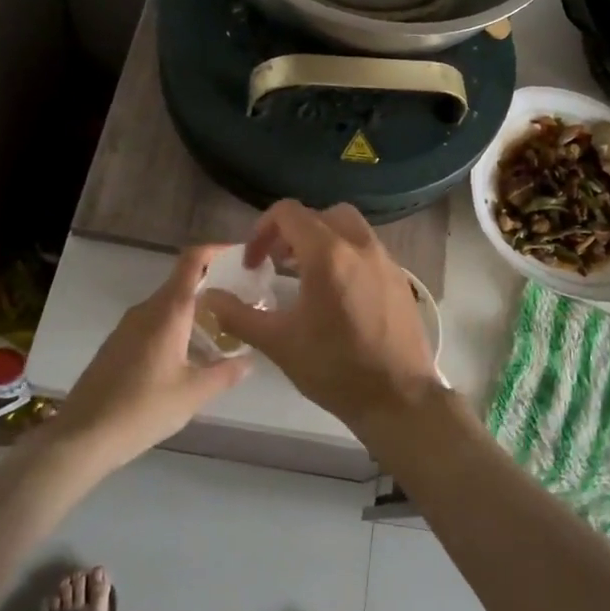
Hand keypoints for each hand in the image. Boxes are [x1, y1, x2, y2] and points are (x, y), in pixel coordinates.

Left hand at [55, 246, 251, 470]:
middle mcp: (146, 309)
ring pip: (167, 306)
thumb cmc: (142, 409)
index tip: (240, 257)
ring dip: (193, 312)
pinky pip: (152, 323)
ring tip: (219, 334)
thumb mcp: (193, 394)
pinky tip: (186, 357)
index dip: (216, 250)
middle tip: (240, 305)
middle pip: (182, 283)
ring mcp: (127, 326)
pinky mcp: (116, 344)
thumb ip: (226, 373)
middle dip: (212, 288)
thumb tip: (249, 360)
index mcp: (168, 311)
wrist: (81, 437)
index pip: (192, 260)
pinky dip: (174, 328)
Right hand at [201, 201, 442, 434]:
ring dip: (323, 239)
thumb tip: (209, 296)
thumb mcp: (279, 343)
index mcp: (328, 254)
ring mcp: (385, 259)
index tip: (253, 263)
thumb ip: (239, 315)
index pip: (289, 213)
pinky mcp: (400, 277)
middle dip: (295, 230)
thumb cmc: (335, 369)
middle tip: (279, 262)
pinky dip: (347, 254)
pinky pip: (368, 248)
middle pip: (322, 214)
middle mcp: (360, 245)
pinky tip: (338, 293)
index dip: (262, 230)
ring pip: (350, 227)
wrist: (399, 397)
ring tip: (306, 275)